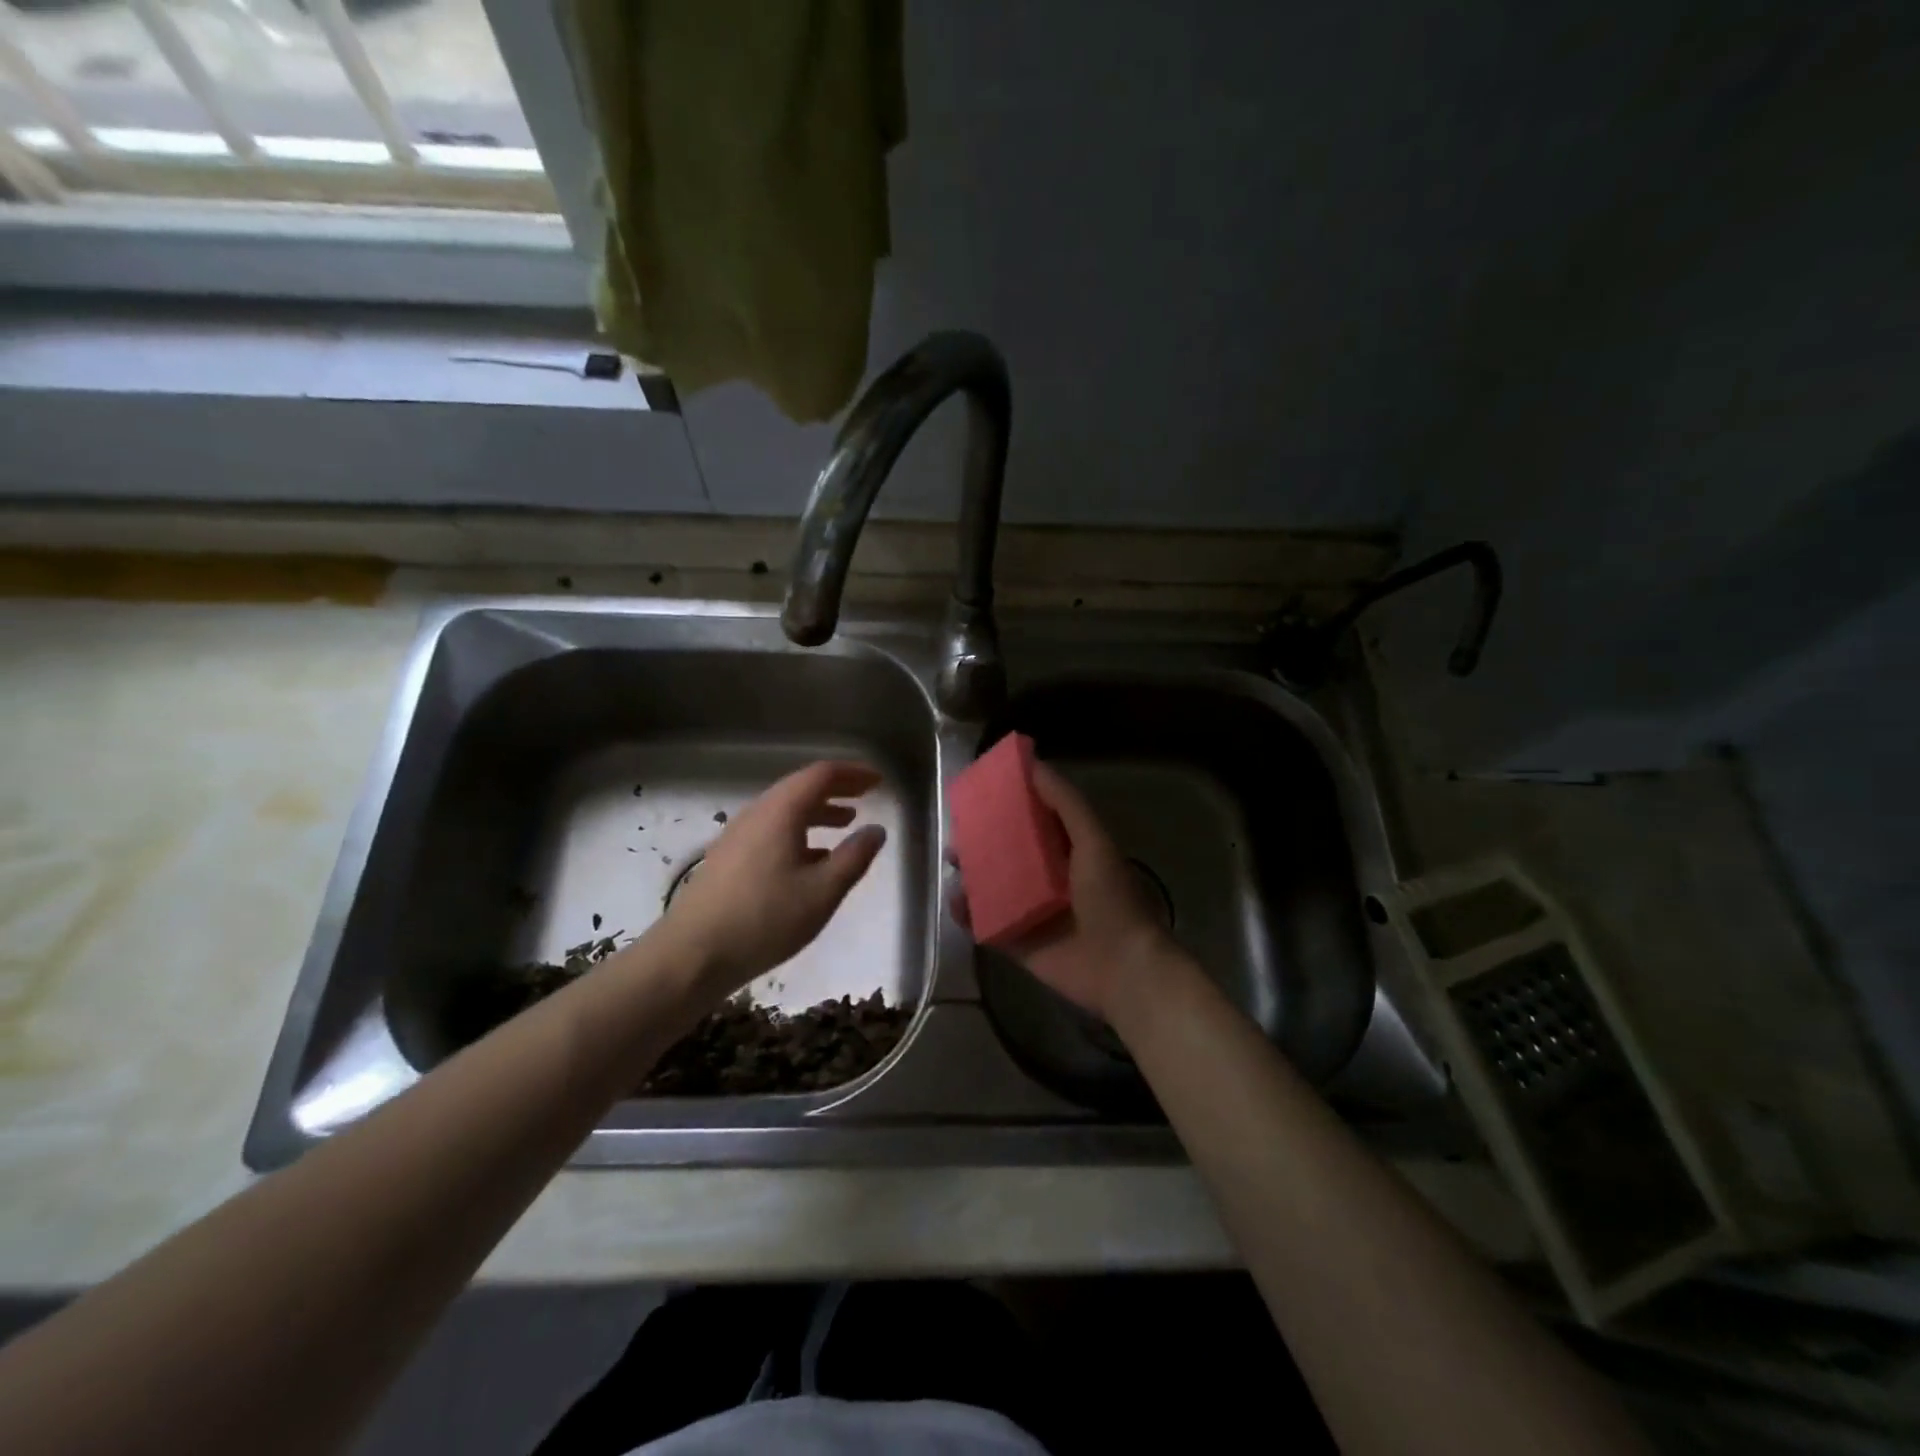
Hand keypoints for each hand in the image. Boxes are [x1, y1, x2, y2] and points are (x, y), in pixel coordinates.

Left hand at [662, 760, 886, 994]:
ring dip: (818, 811)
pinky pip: (771, 829)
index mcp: (780, 812)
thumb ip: (854, 857)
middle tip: (866, 795)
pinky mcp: (728, 857)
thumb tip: (876, 830)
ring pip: (784, 810)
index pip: (821, 774)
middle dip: (836, 789)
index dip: (853, 773)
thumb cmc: (764, 919)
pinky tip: (812, 858)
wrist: (691, 955)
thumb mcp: (822, 892)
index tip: (878, 780)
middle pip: (800, 787)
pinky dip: (799, 831)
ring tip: (846, 823)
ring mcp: (737, 835)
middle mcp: (757, 813)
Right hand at [953, 760, 1177, 1020]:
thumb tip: (1033, 764)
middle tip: (958, 833)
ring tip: (953, 863)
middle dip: (980, 841)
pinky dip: (967, 913)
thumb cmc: (1109, 898)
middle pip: (1005, 853)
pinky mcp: (1017, 941)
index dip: (1007, 805)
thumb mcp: (1092, 840)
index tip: (980, 792)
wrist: (1121, 967)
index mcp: (1067, 851)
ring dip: (970, 874)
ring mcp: (1029, 911)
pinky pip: (985, 923)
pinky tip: (955, 901)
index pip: (1031, 820)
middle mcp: (1046, 878)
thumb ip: (1064, 802)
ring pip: (991, 886)